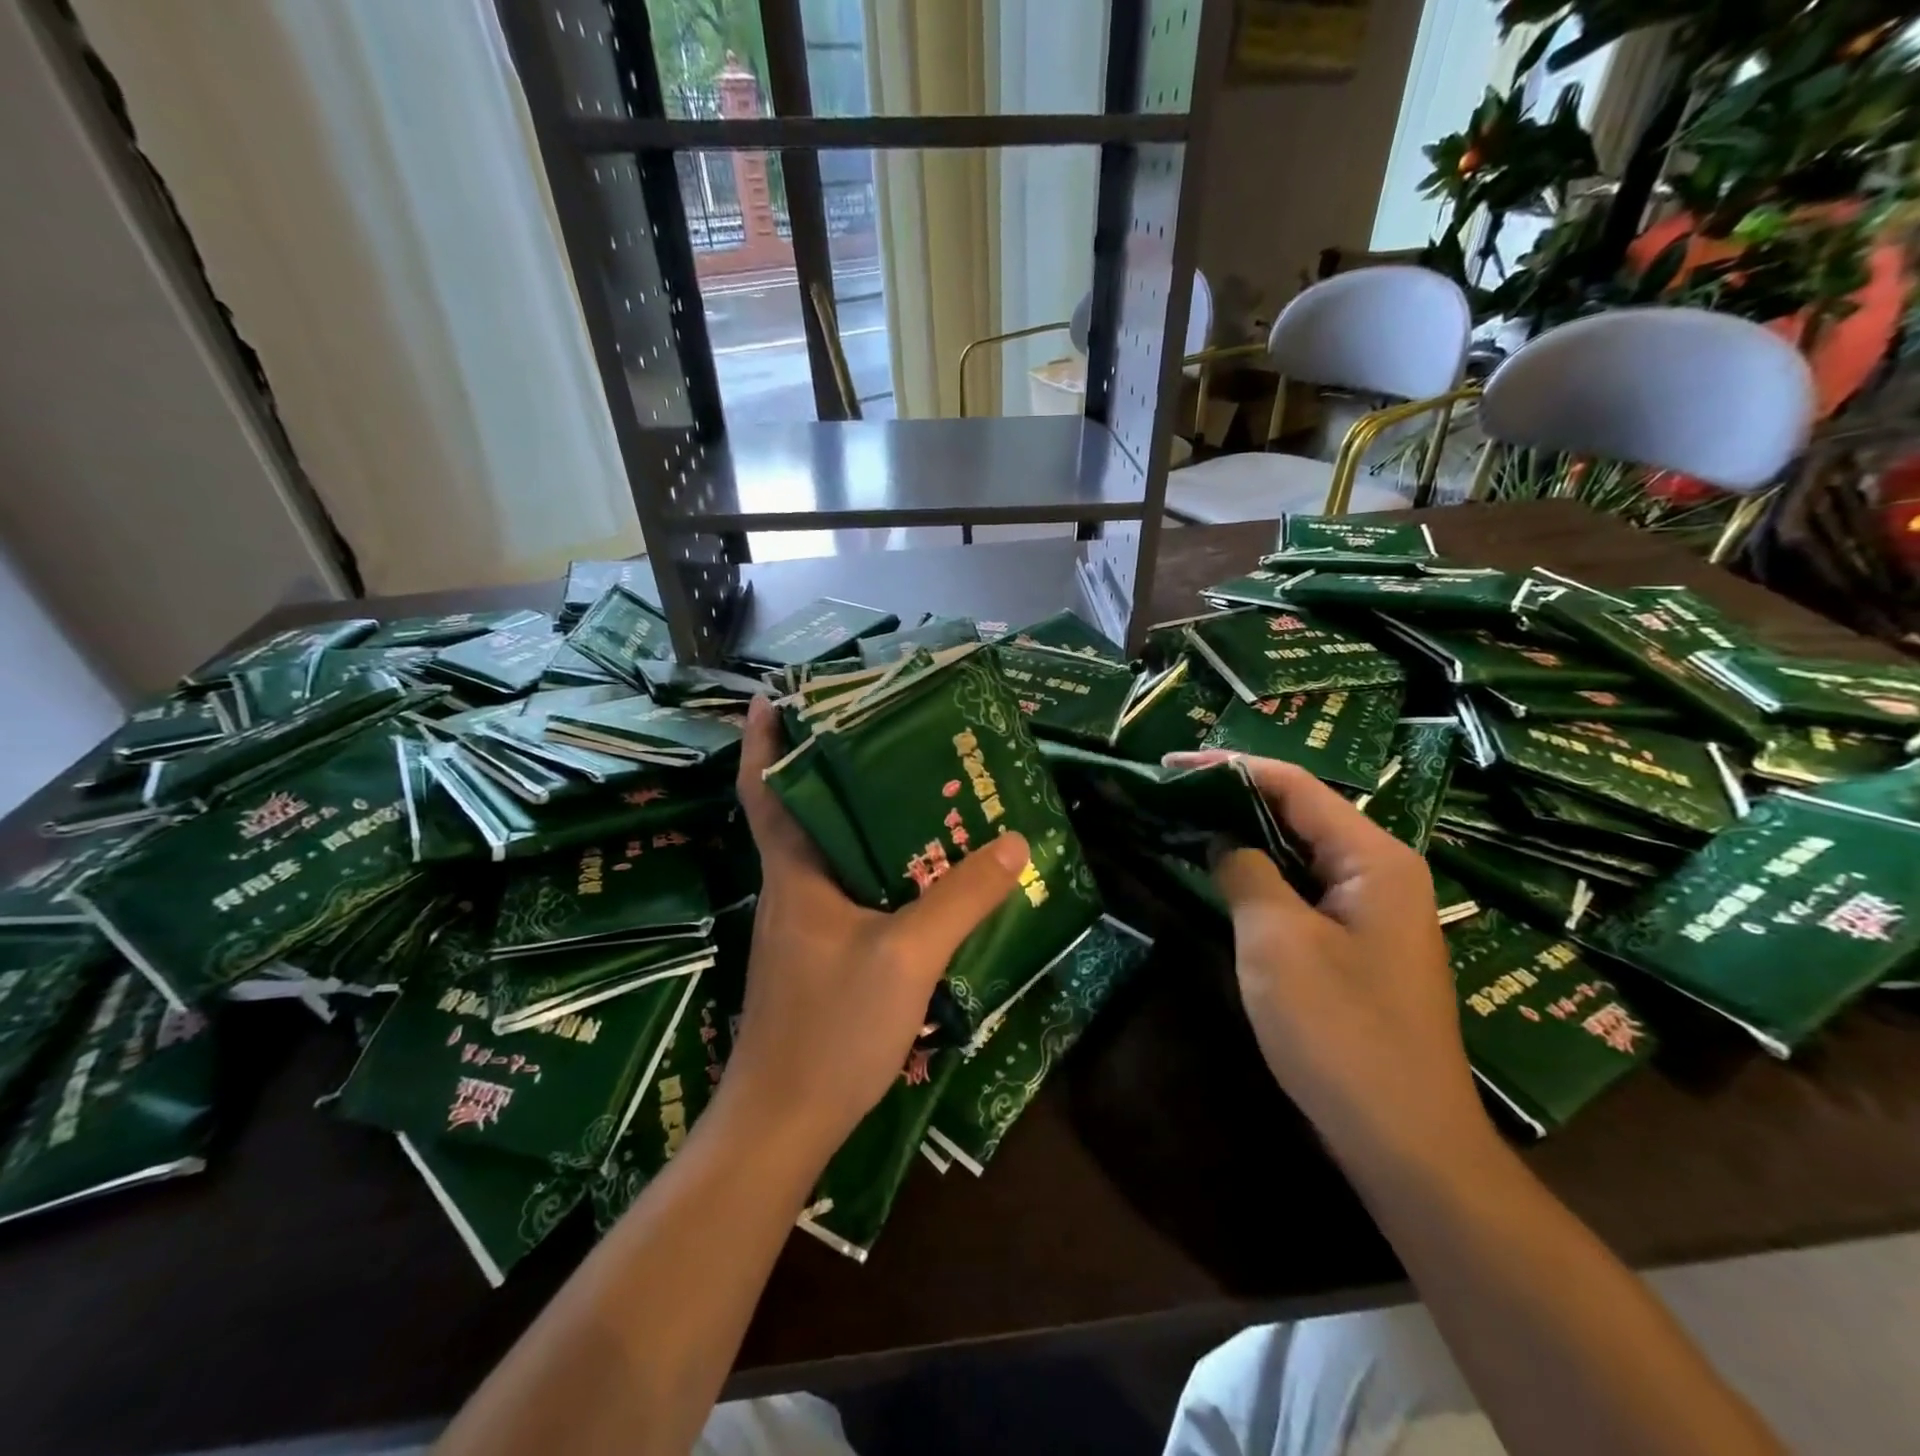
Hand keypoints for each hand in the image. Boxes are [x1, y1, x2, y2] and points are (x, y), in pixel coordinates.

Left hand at [727, 695, 1029, 1164]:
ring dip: (860, 821)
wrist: (783, 1125)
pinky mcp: (817, 957)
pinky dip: (874, 869)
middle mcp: (792, 889)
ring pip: (830, 854)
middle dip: (834, 769)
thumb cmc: (831, 1028)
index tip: (774, 696)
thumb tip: (1014, 841)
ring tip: (914, 793)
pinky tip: (916, 876)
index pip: (765, 790)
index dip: (764, 741)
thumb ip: (961, 898)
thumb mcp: (907, 956)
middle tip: (887, 735)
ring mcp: (802, 926)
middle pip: (805, 813)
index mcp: (795, 873)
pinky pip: (847, 892)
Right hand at [1164, 751, 1489, 1163]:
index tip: (1169, 764)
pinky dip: (1259, 875)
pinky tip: (1220, 875)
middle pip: (1300, 813)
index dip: (1230, 767)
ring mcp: (1371, 912)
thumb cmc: (1341, 1032)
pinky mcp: (1356, 945)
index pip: (1295, 786)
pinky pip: (1302, 890)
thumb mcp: (1277, 940)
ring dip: (1244, 835)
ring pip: (1298, 852)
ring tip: (1184, 821)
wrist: (1405, 1141)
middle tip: (1169, 792)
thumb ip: (1244, 873)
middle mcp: (1381, 873)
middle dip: (1234, 797)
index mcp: (1374, 858)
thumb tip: (1220, 840)